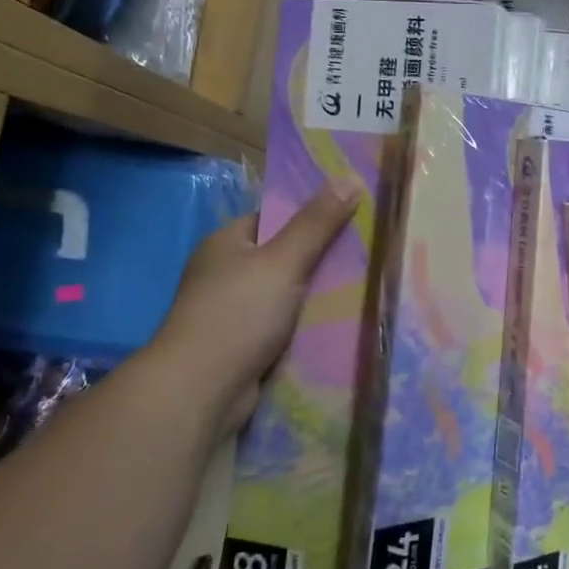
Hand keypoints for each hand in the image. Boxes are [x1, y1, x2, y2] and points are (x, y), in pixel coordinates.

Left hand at [154, 180, 359, 432]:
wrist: (200, 391)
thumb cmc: (238, 314)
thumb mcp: (284, 260)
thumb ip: (317, 222)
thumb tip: (349, 177)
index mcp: (227, 243)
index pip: (274, 216)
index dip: (311, 213)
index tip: (352, 214)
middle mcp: (226, 273)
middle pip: (284, 255)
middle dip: (322, 256)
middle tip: (368, 251)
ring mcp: (233, 311)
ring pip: (288, 293)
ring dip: (318, 294)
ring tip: (366, 284)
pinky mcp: (244, 345)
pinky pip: (285, 324)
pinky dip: (308, 323)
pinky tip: (341, 322)